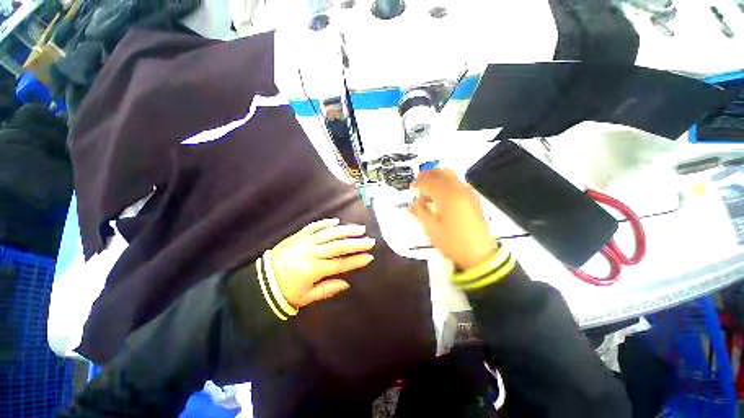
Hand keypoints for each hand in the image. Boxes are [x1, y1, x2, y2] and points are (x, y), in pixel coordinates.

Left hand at [270, 218, 374, 307]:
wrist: (261, 280)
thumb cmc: (285, 291)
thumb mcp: (306, 297)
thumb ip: (327, 289)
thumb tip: (347, 283)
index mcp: (314, 269)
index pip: (340, 264)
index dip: (356, 260)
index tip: (369, 257)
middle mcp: (312, 253)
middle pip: (338, 246)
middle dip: (356, 243)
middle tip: (370, 240)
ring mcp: (305, 242)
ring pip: (330, 233)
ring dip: (346, 230)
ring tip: (360, 229)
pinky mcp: (298, 235)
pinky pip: (314, 226)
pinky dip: (326, 223)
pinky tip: (337, 221)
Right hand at [409, 169, 495, 269]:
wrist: (479, 254)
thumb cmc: (452, 242)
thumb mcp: (431, 229)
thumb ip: (420, 212)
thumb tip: (412, 202)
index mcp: (447, 196)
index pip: (429, 183)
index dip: (418, 183)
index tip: (410, 187)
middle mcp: (459, 190)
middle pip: (442, 174)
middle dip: (428, 174)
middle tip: (418, 180)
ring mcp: (468, 193)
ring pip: (451, 177)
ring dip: (438, 177)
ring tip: (428, 187)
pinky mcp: (473, 199)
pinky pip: (458, 184)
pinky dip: (447, 183)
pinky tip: (441, 194)